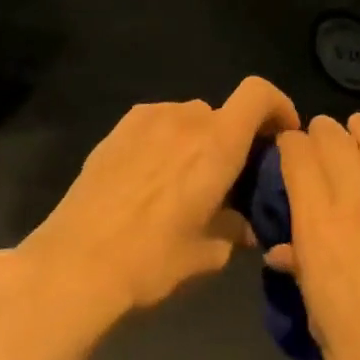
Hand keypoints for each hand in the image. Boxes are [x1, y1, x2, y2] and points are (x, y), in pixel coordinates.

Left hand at [16, 76, 300, 321]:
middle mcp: (184, 120)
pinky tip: (155, 180)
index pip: (258, 94)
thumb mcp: (208, 253)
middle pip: (223, 112)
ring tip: (189, 181)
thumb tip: (244, 227)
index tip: (282, 136)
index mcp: (217, 145)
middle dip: (236, 139)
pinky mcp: (114, 133)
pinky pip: (155, 125)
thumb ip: (235, 230)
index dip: (279, 107)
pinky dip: (168, 142)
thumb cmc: (153, 260)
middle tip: (232, 178)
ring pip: (188, 118)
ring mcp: (144, 122)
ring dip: (199, 140)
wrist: (77, 264)